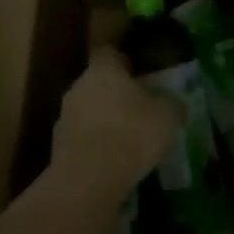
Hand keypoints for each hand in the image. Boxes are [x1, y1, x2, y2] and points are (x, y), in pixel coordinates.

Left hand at [50, 46, 183, 200]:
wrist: (88, 180)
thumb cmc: (131, 134)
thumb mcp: (167, 117)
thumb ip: (171, 105)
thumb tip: (175, 104)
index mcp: (103, 70)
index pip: (108, 53)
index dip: (122, 61)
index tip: (136, 72)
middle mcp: (78, 87)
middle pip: (96, 83)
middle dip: (114, 93)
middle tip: (137, 108)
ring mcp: (64, 117)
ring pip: (87, 111)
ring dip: (103, 120)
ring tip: (126, 138)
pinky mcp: (58, 147)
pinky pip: (81, 138)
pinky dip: (95, 145)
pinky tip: (112, 161)